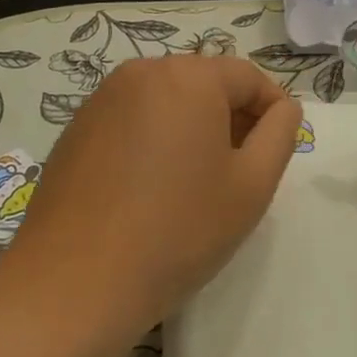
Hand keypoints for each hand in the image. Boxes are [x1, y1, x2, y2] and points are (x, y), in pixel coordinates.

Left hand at [8, 55, 302, 332]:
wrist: (74, 284)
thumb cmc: (177, 231)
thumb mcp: (251, 186)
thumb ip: (280, 134)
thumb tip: (283, 107)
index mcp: (188, 76)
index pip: (247, 77)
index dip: (272, 109)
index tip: (278, 149)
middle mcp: (143, 72)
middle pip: (205, 83)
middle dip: (231, 118)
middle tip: (241, 171)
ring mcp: (103, 98)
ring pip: (167, 101)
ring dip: (192, 129)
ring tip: (197, 183)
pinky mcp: (77, 127)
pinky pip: (133, 119)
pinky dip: (153, 140)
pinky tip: (151, 189)